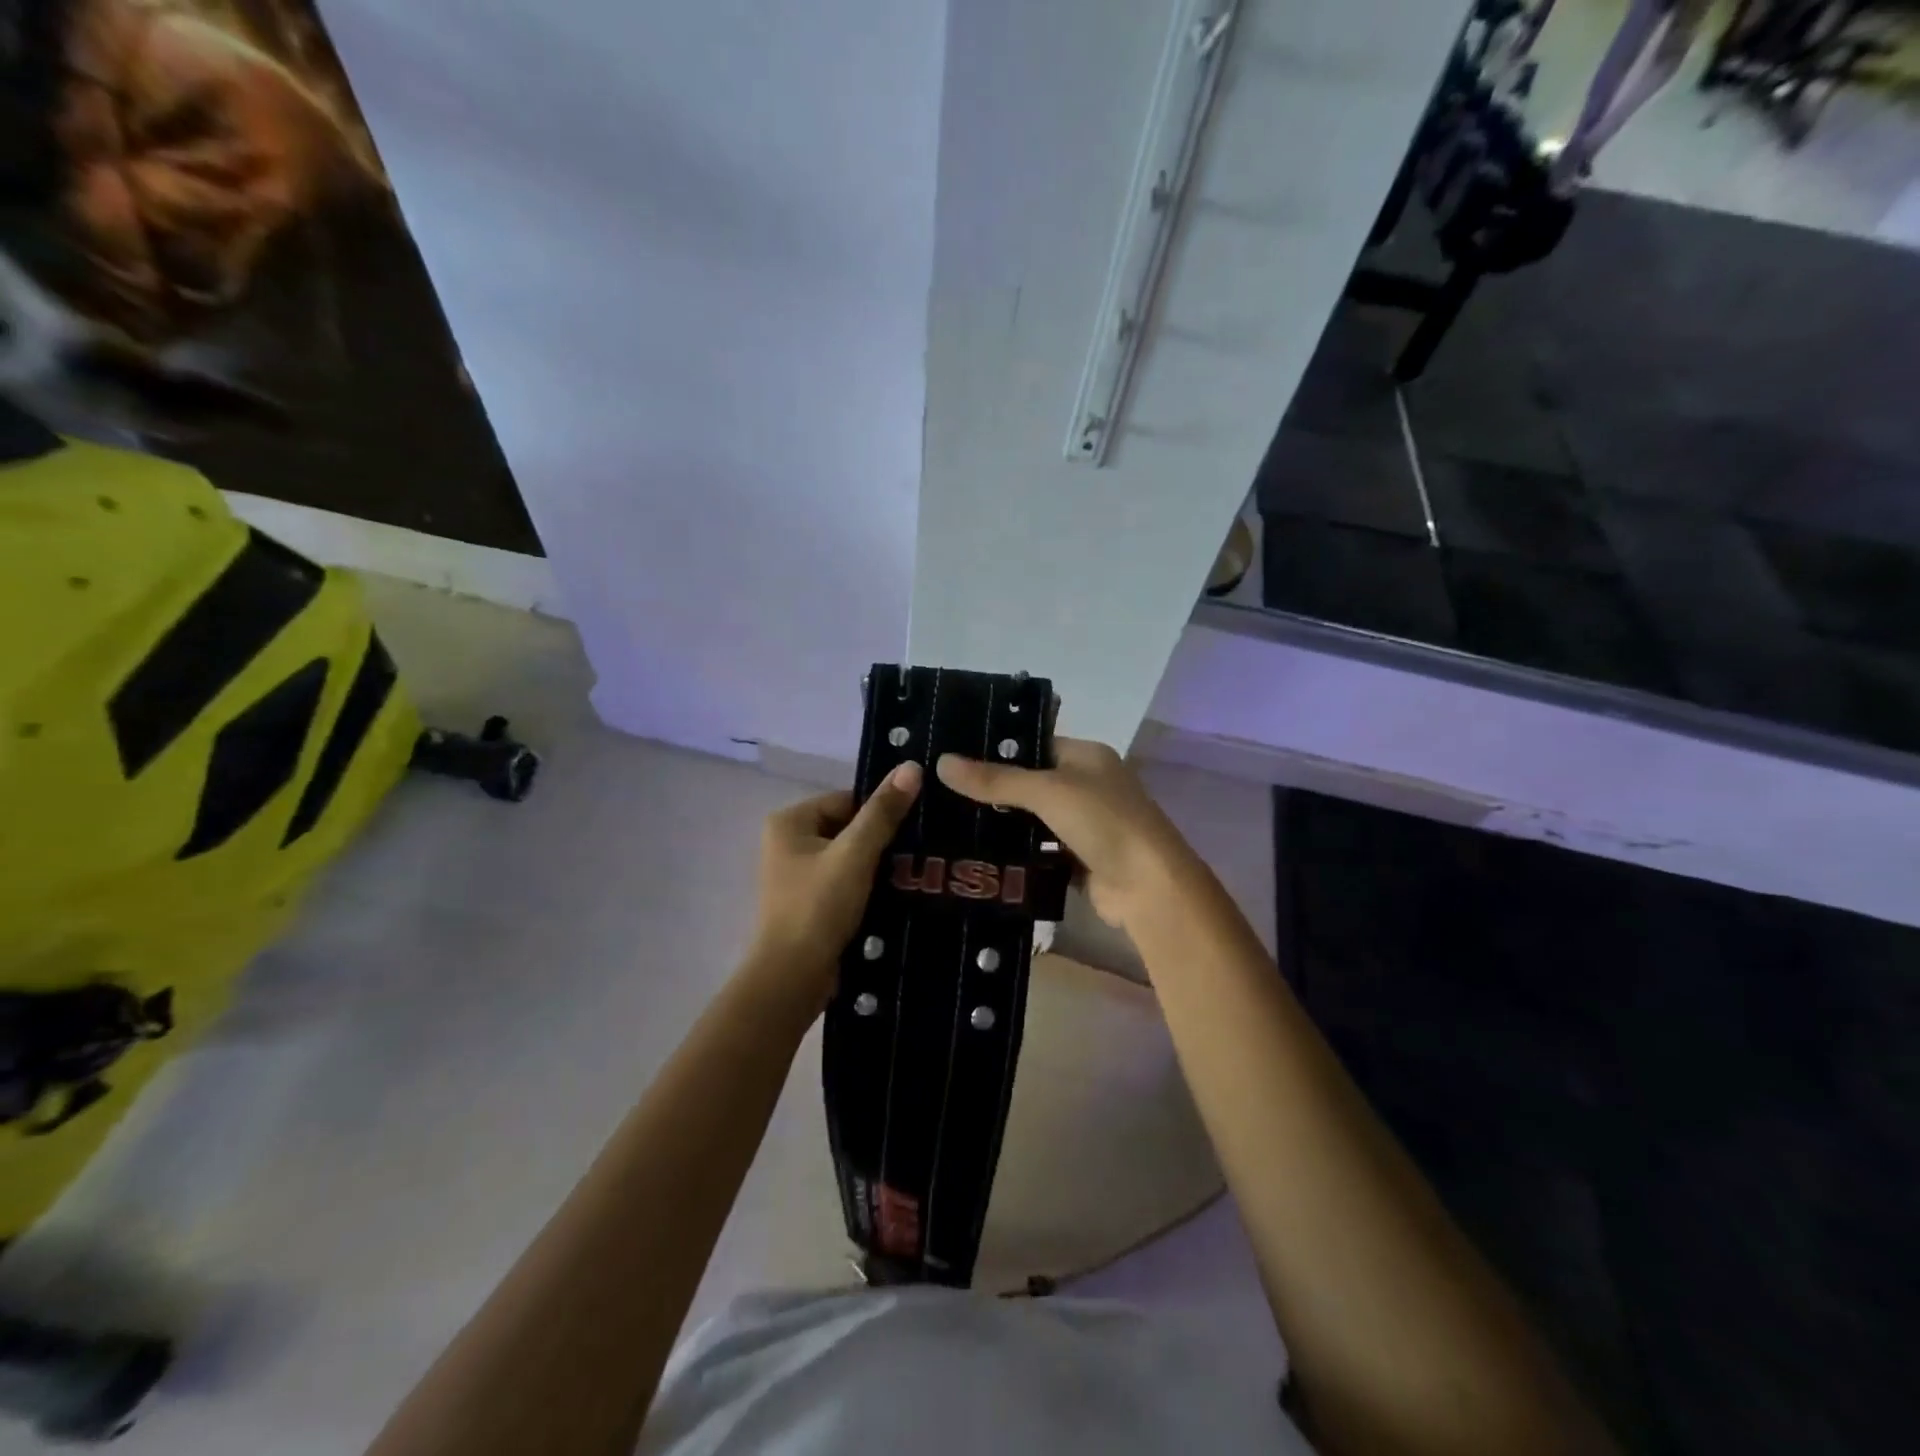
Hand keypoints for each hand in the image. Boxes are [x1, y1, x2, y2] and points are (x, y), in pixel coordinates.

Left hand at [747, 762, 922, 1003]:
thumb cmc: (818, 907)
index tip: (914, 828)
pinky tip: (894, 895)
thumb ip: (883, 812)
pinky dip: (866, 886)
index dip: (880, 813)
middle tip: (918, 852)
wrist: (793, 977)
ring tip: (913, 873)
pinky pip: (844, 882)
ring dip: (877, 865)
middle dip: (881, 840)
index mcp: (790, 821)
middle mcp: (787, 842)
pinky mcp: (808, 902)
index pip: (847, 800)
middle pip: (848, 827)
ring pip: (849, 857)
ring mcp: (796, 875)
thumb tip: (912, 766)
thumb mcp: (855, 854)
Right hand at [936, 738, 1192, 930]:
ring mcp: (1085, 825)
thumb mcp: (1047, 791)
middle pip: (1032, 782)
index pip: (1035, 743)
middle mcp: (1088, 786)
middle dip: (994, 789)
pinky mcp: (1079, 861)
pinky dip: (1017, 854)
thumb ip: (996, 779)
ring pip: (1033, 820)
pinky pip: (1040, 851)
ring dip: (1003, 824)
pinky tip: (979, 855)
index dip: (998, 748)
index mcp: (1087, 756)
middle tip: (942, 792)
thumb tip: (942, 762)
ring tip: (950, 822)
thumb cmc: (1103, 822)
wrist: (1148, 887)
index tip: (954, 755)